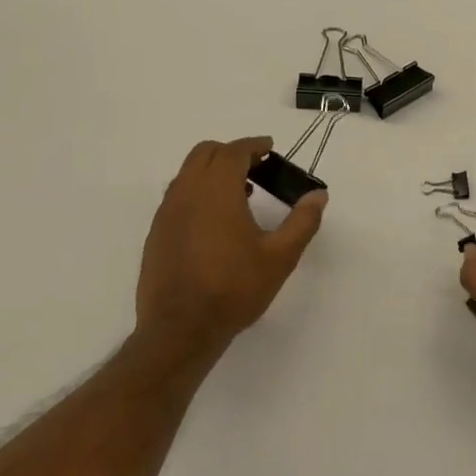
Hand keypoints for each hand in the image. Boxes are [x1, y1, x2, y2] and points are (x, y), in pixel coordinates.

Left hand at [135, 136, 326, 362]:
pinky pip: (177, 196)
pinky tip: (215, 221)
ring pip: (188, 173)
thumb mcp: (280, 257)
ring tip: (240, 194)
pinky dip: (197, 191)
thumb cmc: (234, 289)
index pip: (233, 151)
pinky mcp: (156, 233)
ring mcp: (166, 212)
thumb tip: (318, 195)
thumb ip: (302, 221)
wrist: (179, 330)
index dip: (253, 146)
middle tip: (256, 167)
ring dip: (212, 171)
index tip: (269, 149)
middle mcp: (187, 192)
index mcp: (217, 191)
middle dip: (231, 152)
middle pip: (205, 153)